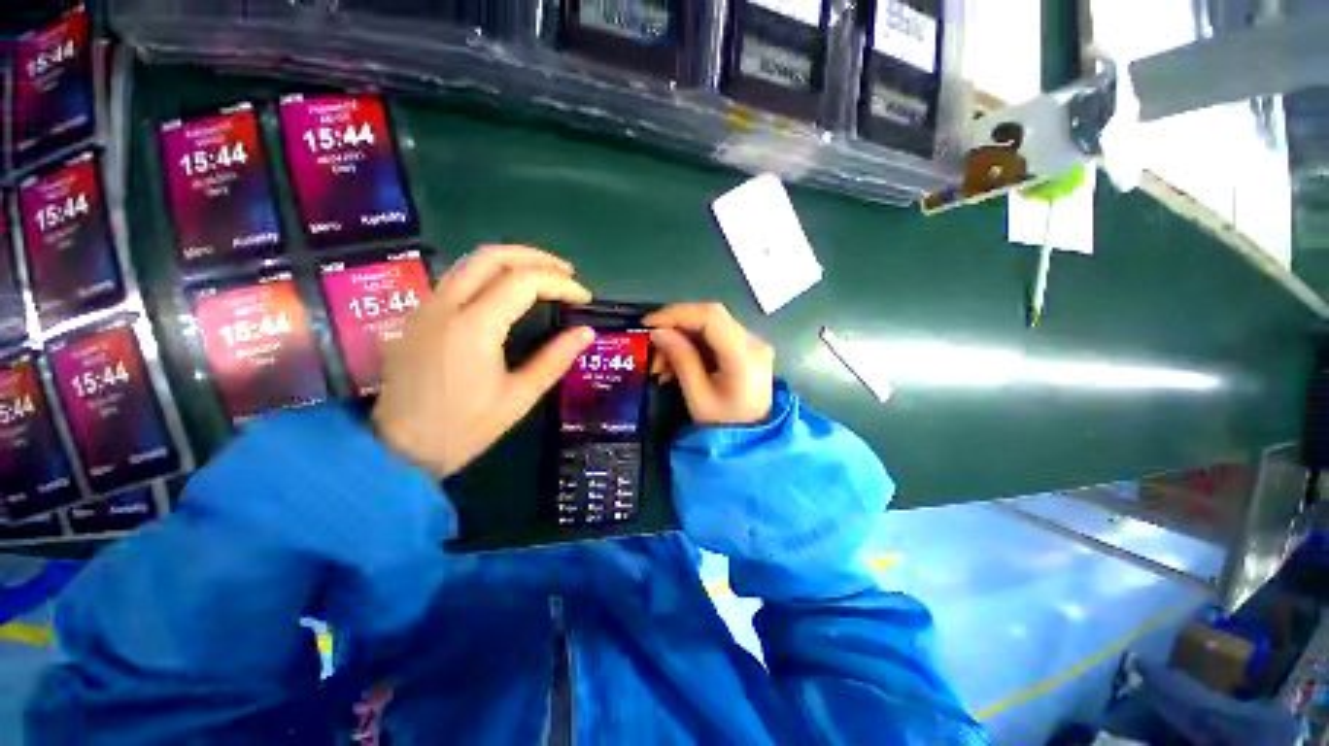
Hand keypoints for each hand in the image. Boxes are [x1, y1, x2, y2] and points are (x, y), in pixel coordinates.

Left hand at [372, 245, 594, 476]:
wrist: (397, 449)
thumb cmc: (463, 428)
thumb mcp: (518, 398)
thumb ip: (555, 360)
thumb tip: (586, 332)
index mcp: (474, 327)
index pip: (524, 282)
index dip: (560, 283)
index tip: (584, 297)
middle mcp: (446, 306)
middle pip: (493, 256)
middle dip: (536, 258)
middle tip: (567, 273)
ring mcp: (427, 307)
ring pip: (471, 262)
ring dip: (512, 260)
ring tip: (544, 276)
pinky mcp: (419, 316)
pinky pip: (458, 278)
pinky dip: (491, 273)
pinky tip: (508, 291)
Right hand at [645, 302, 773, 424]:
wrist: (752, 440)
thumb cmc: (724, 426)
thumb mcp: (698, 397)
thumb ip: (681, 359)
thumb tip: (658, 332)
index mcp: (745, 356)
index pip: (710, 316)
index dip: (676, 314)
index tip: (647, 324)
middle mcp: (754, 342)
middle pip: (710, 316)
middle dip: (675, 328)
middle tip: (651, 348)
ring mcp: (752, 344)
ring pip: (709, 326)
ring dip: (680, 339)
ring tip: (660, 367)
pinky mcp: (745, 349)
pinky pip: (714, 338)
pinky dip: (691, 347)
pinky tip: (675, 366)